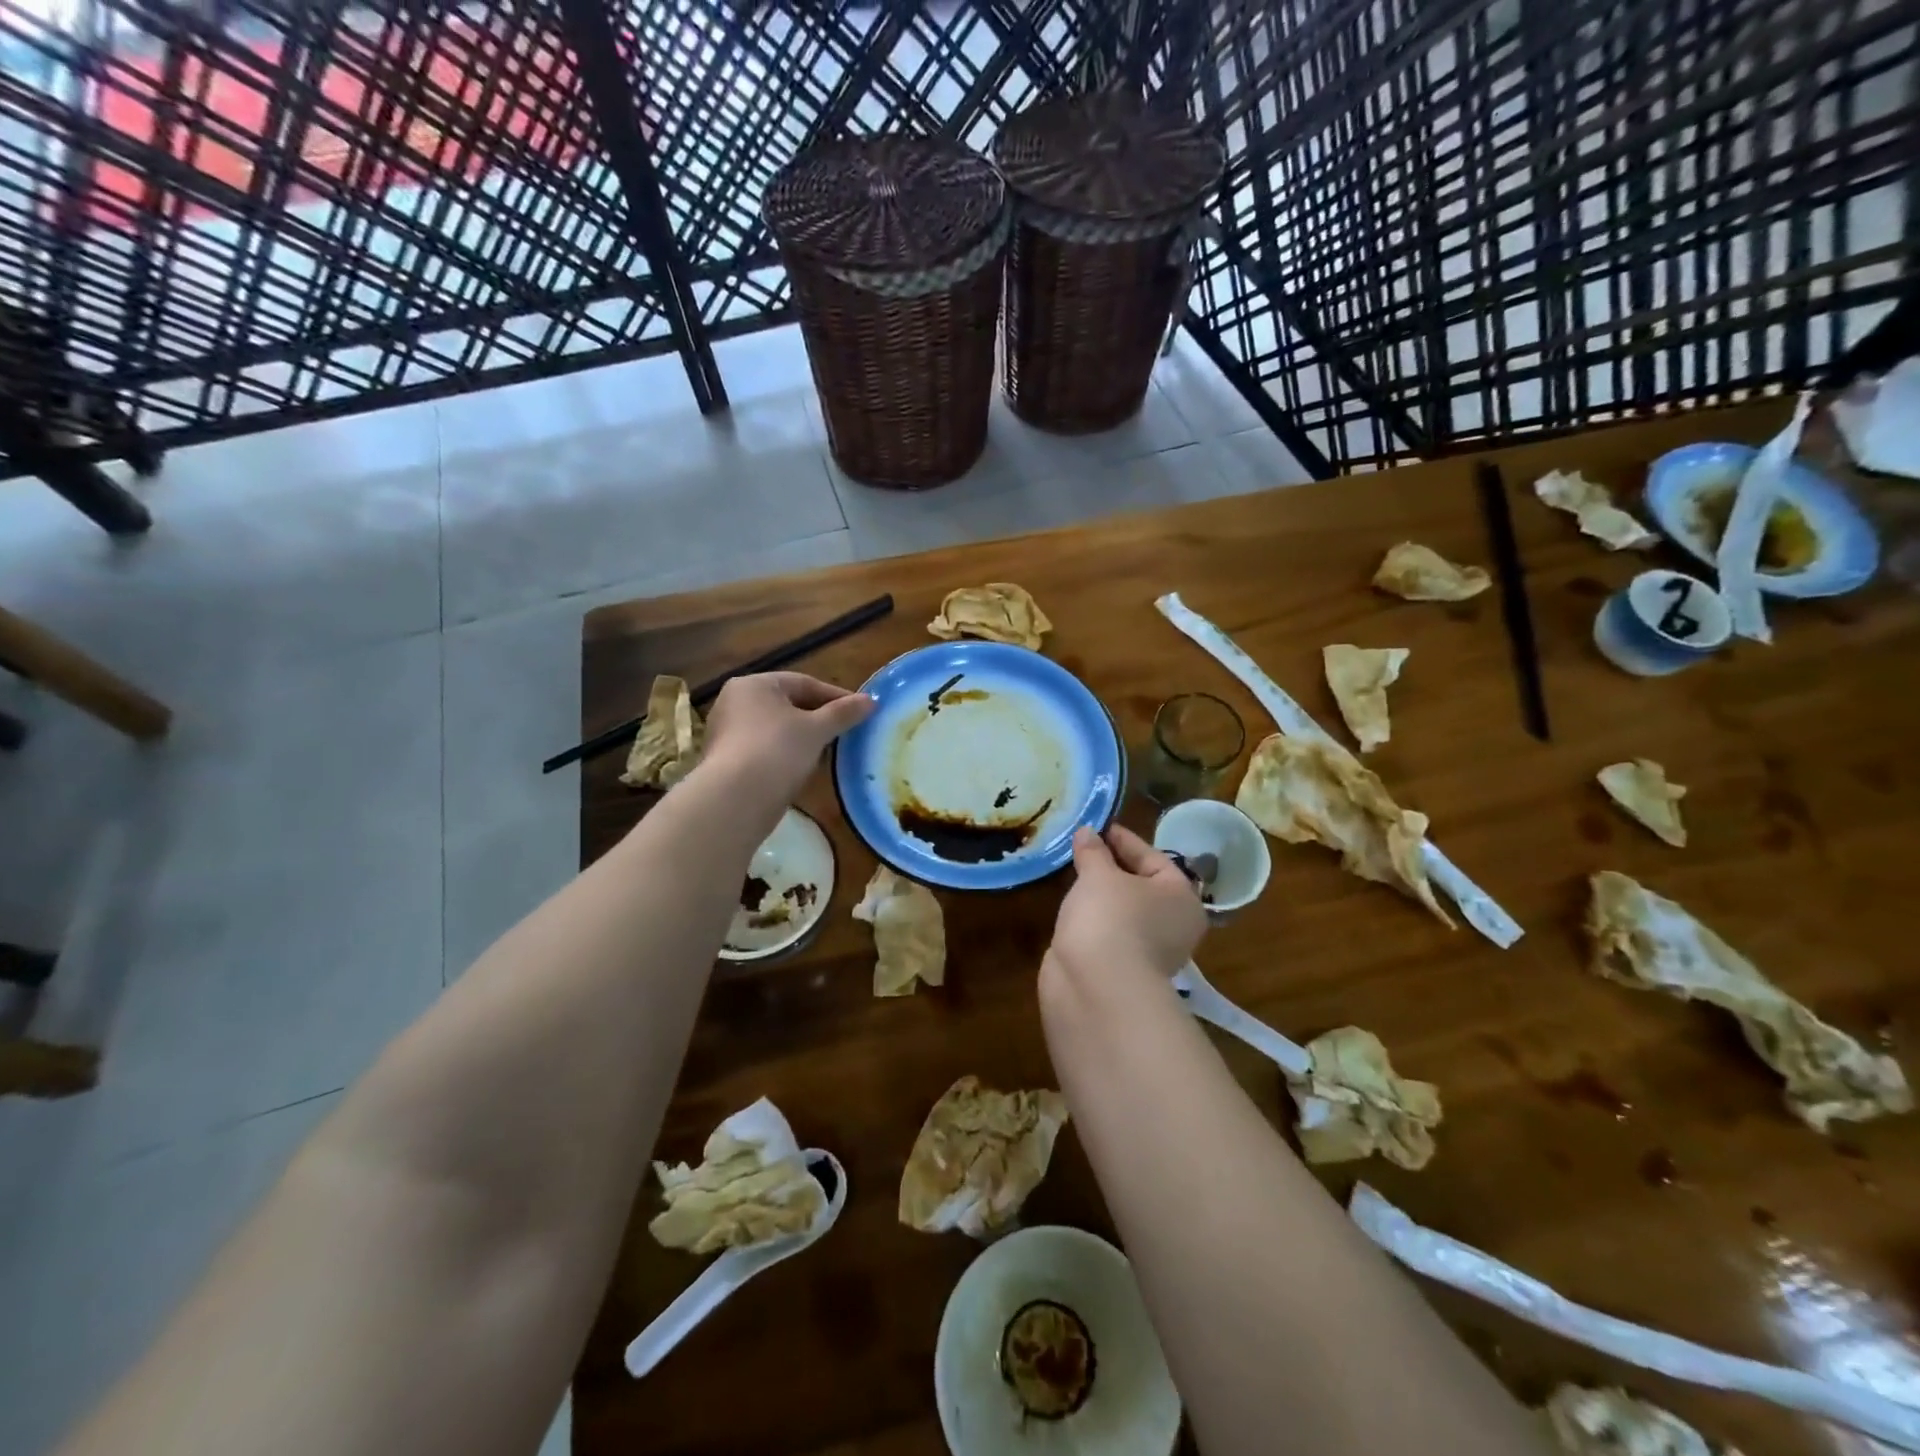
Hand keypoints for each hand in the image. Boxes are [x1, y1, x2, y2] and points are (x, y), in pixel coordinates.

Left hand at [700, 671, 873, 808]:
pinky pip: (765, 749)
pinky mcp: (727, 760)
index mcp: (753, 684)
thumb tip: (871, 701)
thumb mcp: (817, 729)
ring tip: (829, 752)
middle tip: (846, 732)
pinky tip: (804, 769)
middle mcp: (735, 702)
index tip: (860, 711)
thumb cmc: (777, 750)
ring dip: (803, 738)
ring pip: (776, 729)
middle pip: (788, 704)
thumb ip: (843, 713)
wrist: (736, 799)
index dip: (835, 696)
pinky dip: (786, 755)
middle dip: (819, 718)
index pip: (803, 683)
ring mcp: (727, 732)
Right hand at [1047, 824, 1207, 986]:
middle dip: (1113, 867)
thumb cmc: (1110, 917)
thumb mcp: (1099, 875)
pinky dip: (1093, 918)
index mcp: (1181, 898)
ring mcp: (1148, 951)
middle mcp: (1173, 925)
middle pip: (1142, 886)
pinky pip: (1108, 932)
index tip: (1099, 827)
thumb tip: (1087, 832)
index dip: (1124, 840)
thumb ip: (1093, 851)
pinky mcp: (1121, 969)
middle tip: (1084, 848)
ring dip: (1102, 894)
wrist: (1096, 987)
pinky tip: (1073, 906)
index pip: (1154, 858)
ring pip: (1124, 911)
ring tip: (1074, 873)